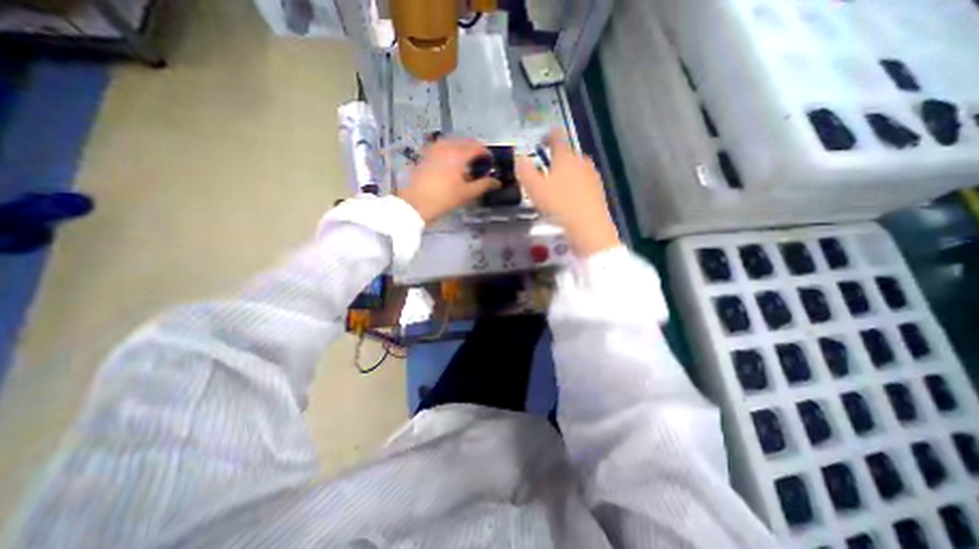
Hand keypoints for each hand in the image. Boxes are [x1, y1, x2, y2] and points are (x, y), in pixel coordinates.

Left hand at [401, 138, 498, 224]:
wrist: (416, 204)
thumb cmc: (444, 199)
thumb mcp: (467, 193)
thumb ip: (484, 185)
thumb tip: (497, 182)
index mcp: (458, 154)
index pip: (477, 147)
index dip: (487, 154)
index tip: (491, 163)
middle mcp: (446, 146)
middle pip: (465, 142)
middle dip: (475, 150)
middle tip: (480, 164)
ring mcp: (434, 149)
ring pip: (453, 142)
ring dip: (462, 149)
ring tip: (466, 164)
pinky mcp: (426, 155)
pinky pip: (442, 147)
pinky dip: (451, 151)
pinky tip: (451, 164)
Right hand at [514, 129, 617, 256]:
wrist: (588, 226)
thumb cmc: (558, 204)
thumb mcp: (534, 188)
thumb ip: (524, 169)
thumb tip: (519, 156)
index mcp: (565, 156)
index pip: (557, 137)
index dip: (548, 136)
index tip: (542, 141)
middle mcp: (581, 160)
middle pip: (567, 154)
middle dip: (556, 160)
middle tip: (544, 173)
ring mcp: (592, 175)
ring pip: (576, 169)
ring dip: (566, 174)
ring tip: (555, 188)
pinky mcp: (598, 190)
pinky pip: (583, 182)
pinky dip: (574, 186)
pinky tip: (569, 199)